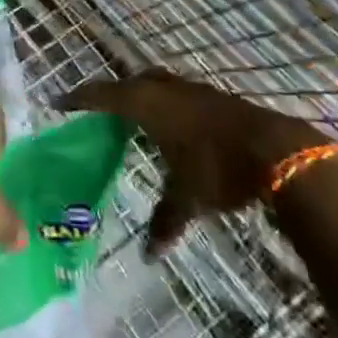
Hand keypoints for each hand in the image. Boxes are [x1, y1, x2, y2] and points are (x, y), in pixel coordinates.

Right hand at [61, 71, 319, 254]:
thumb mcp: (187, 198)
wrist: (278, 151)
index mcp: (147, 104)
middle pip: (131, 83)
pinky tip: (175, 125)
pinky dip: (169, 105)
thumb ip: (166, 220)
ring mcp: (194, 90)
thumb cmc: (218, 168)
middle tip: (101, 109)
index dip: (80, 98)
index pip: (103, 95)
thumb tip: (149, 255)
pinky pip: (180, 94)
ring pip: (159, 85)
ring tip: (136, 116)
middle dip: (115, 93)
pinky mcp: (217, 98)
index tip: (60, 101)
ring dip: (145, 96)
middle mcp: (166, 90)